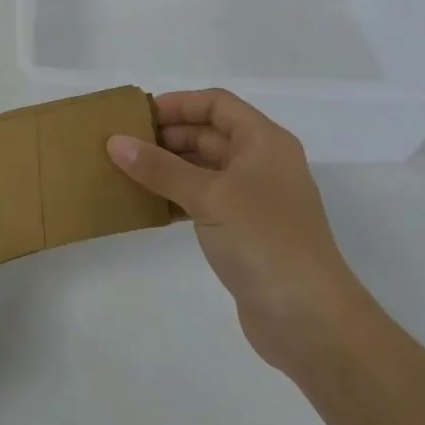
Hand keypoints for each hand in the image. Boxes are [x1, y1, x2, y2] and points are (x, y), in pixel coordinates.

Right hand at [108, 90, 369, 372]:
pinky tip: (146, 205)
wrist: (310, 320)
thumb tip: (114, 142)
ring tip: (125, 171)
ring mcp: (254, 200)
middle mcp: (261, 164)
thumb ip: (159, 167)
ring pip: (203, 169)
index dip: (178, 104)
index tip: (138, 116)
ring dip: (167, 168)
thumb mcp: (208, 196)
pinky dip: (175, 197)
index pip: (217, 104)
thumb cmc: (263, 240)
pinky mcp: (244, 232)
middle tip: (122, 144)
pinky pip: (202, 201)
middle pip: (208, 134)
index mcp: (264, 142)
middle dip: (167, 136)